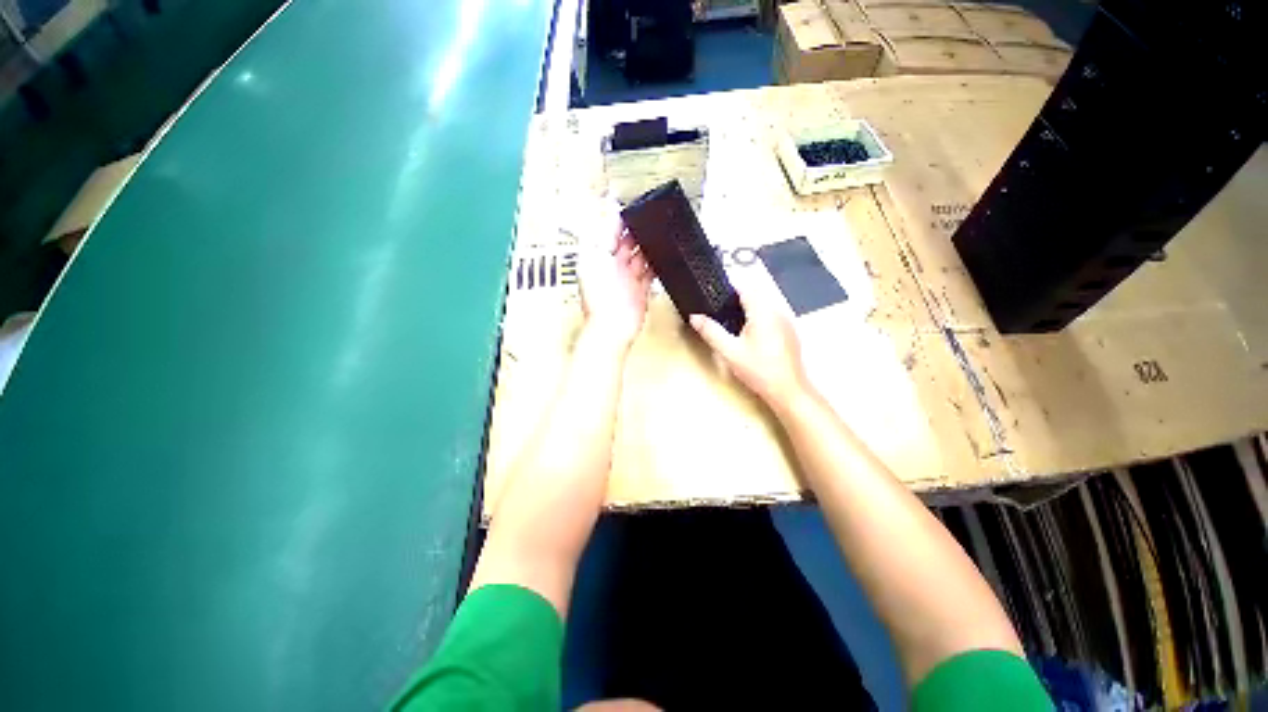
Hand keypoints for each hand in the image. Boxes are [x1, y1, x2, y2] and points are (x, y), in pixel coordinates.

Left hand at [577, 202, 652, 349]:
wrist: (612, 328)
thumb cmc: (599, 297)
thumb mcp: (595, 257)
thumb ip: (602, 233)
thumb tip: (609, 211)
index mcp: (598, 257)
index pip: (609, 232)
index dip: (621, 220)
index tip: (634, 208)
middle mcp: (613, 267)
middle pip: (627, 243)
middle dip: (638, 232)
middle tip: (652, 220)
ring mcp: (627, 279)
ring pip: (640, 257)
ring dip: (649, 247)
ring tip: (660, 235)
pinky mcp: (640, 291)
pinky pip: (650, 273)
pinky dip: (656, 265)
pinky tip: (663, 257)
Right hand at [690, 287, 809, 409]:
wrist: (787, 390)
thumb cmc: (758, 370)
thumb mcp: (730, 352)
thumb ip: (711, 332)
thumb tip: (695, 317)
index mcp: (763, 312)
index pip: (746, 287)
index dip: (729, 286)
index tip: (715, 293)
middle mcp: (777, 311)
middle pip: (755, 294)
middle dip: (737, 298)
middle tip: (719, 309)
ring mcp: (786, 321)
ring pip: (764, 304)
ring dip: (748, 307)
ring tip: (731, 321)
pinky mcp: (789, 331)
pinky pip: (771, 315)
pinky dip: (758, 317)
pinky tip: (749, 334)